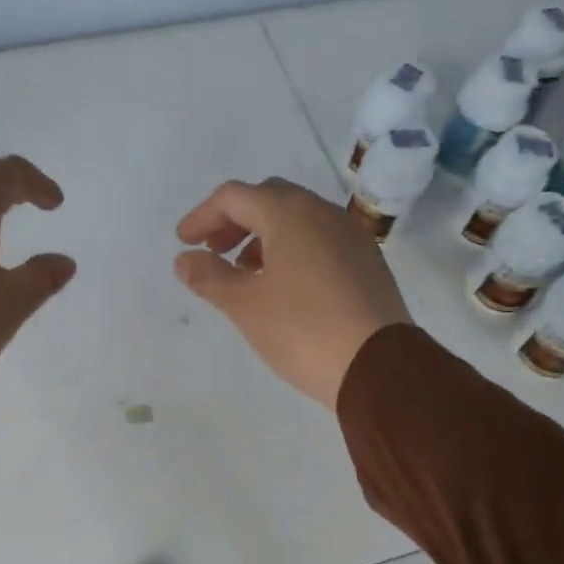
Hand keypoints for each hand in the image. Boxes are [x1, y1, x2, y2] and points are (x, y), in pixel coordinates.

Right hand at [173, 178, 411, 408]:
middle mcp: (324, 213)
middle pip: (269, 199)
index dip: (202, 216)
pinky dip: (293, 250)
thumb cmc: (302, 330)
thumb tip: (184, 260)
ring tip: (246, 274)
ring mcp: (351, 236)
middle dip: (235, 222)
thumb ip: (210, 277)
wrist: (378, 366)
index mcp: (290, 213)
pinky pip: (321, 241)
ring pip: (298, 220)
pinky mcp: (368, 262)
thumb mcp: (245, 306)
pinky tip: (284, 286)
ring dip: (264, 237)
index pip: (235, 196)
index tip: (184, 242)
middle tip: (214, 251)